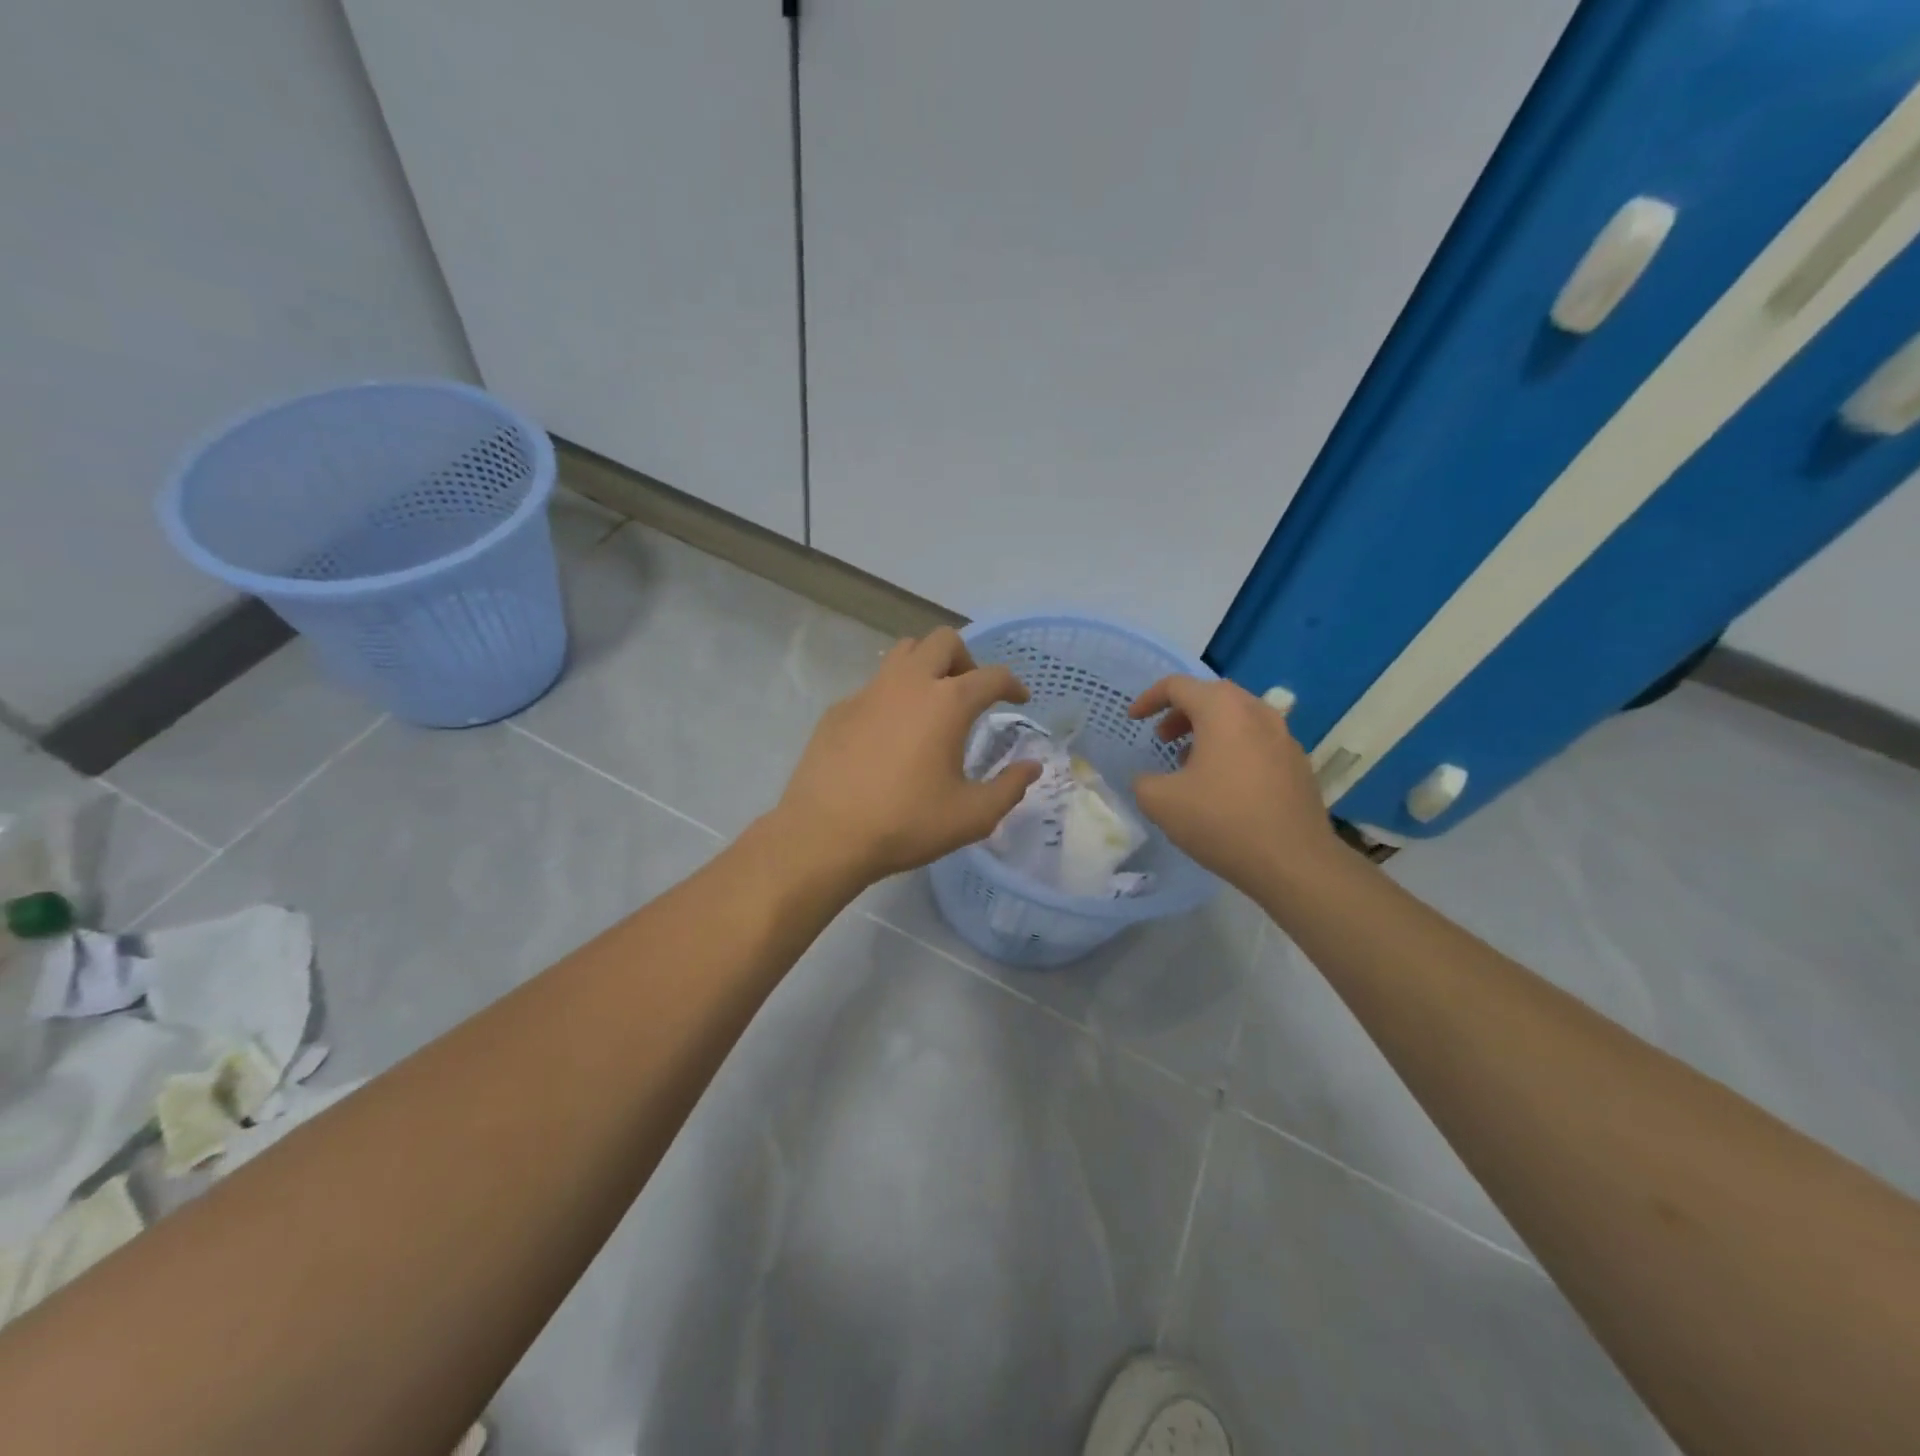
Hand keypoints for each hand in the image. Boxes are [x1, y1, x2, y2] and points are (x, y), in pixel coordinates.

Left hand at [772, 628, 1043, 888]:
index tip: (1020, 699)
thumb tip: (1032, 766)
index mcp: (948, 703)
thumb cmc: (907, 823)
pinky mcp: (840, 708)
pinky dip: (893, 695)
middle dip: (967, 659)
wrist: (825, 834)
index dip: (1013, 685)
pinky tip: (890, 733)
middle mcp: (909, 683)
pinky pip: (875, 685)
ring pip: (904, 652)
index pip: (992, 676)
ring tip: (932, 701)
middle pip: (944, 641)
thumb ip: (1010, 787)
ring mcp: (869, 691)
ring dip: (927, 665)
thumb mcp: (972, 816)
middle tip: (972, 693)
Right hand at [1127, 675, 1336, 893]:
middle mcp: (1257, 712)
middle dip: (1181, 711)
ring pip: (1238, 717)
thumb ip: (1143, 782)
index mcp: (1222, 710)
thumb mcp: (1160, 802)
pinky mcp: (1298, 763)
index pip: (1178, 686)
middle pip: (1212, 695)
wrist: (1293, 862)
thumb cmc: (1221, 821)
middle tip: (1162, 737)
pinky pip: (1257, 740)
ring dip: (1208, 730)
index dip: (1149, 699)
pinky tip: (1223, 784)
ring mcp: (1284, 737)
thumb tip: (1149, 779)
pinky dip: (1233, 747)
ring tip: (1189, 761)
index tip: (1134, 720)